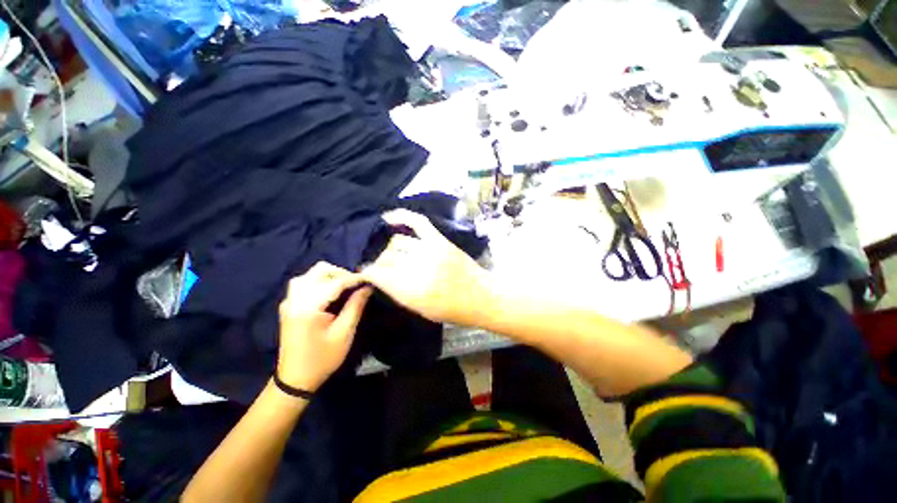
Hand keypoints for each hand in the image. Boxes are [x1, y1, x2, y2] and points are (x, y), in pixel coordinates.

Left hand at [277, 262, 371, 391]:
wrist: (294, 379)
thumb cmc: (322, 359)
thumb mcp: (344, 333)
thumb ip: (355, 306)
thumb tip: (367, 287)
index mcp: (308, 307)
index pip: (334, 283)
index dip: (354, 279)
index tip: (370, 279)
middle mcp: (295, 299)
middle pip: (319, 271)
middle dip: (341, 273)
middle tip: (357, 284)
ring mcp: (289, 301)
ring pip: (311, 275)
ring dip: (330, 276)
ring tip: (346, 286)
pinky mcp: (289, 305)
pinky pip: (305, 283)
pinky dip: (321, 281)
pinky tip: (332, 291)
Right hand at [361, 210, 493, 326]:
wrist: (482, 297)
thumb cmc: (452, 310)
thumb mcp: (421, 310)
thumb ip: (398, 292)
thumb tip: (379, 277)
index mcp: (412, 291)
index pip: (378, 275)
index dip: (368, 273)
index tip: (365, 273)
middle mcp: (418, 268)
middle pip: (387, 257)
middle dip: (380, 263)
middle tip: (382, 268)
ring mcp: (430, 250)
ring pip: (398, 242)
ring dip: (391, 249)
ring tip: (393, 255)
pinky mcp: (440, 241)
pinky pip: (418, 222)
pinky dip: (402, 216)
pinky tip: (389, 217)